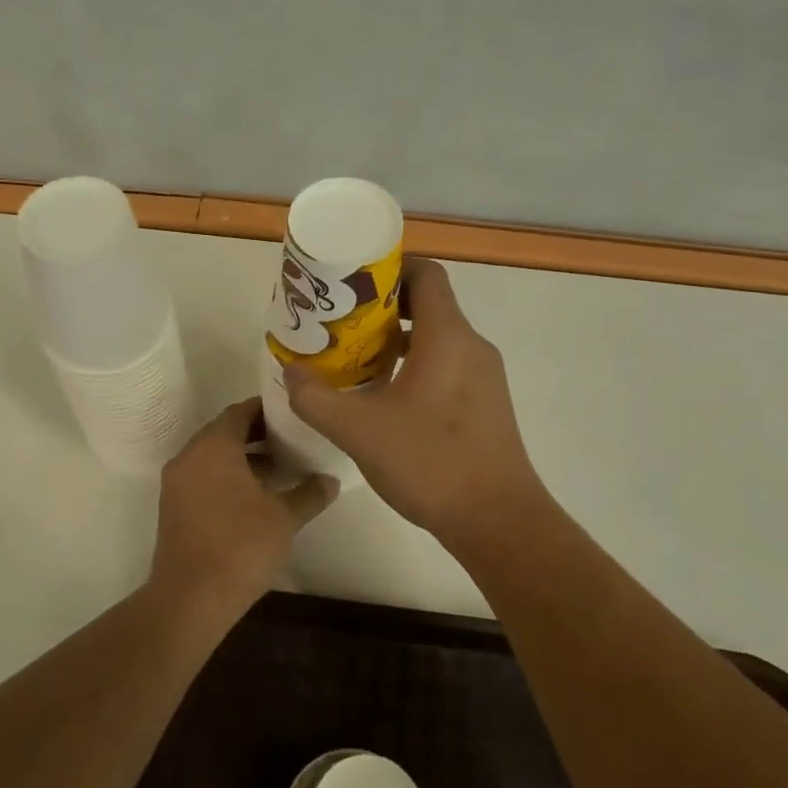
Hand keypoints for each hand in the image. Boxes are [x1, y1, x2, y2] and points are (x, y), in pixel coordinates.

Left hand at [148, 398, 337, 622]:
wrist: (191, 598)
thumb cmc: (241, 546)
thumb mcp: (284, 518)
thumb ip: (309, 493)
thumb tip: (331, 480)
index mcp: (213, 447)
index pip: (240, 411)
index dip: (267, 409)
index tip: (293, 413)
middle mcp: (190, 456)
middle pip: (224, 432)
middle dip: (257, 433)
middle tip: (292, 439)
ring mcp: (176, 483)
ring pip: (213, 456)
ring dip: (243, 457)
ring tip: (280, 468)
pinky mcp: (173, 507)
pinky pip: (203, 477)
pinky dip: (227, 476)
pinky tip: (256, 496)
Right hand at [285, 258, 544, 541]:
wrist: (497, 520)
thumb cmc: (430, 462)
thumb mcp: (359, 430)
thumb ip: (316, 398)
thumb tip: (290, 372)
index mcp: (448, 336)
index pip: (425, 273)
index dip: (388, 268)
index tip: (351, 283)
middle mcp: (472, 346)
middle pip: (429, 304)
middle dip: (383, 308)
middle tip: (341, 323)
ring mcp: (484, 377)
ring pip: (437, 339)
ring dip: (398, 341)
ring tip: (356, 358)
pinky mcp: (486, 405)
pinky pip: (447, 366)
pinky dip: (416, 366)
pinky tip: (386, 397)